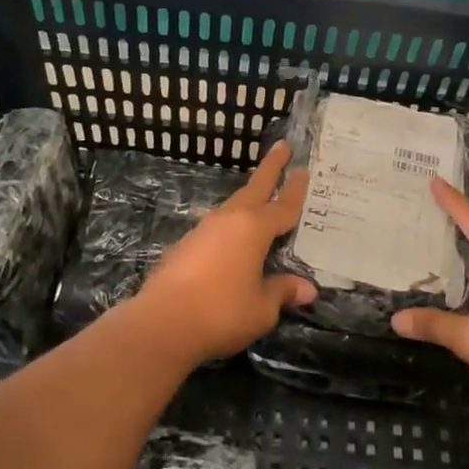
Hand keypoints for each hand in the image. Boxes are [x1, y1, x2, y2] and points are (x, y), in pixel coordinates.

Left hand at [128, 142, 317, 365]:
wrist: (162, 322)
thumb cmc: (221, 312)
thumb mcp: (262, 308)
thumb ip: (282, 292)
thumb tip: (307, 289)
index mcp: (253, 229)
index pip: (283, 206)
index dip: (296, 190)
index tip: (304, 169)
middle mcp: (229, 221)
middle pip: (255, 188)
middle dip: (270, 168)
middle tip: (283, 146)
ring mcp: (203, 231)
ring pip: (233, 207)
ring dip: (248, 198)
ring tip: (260, 197)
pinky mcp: (185, 246)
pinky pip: (217, 228)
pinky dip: (231, 226)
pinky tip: (232, 239)